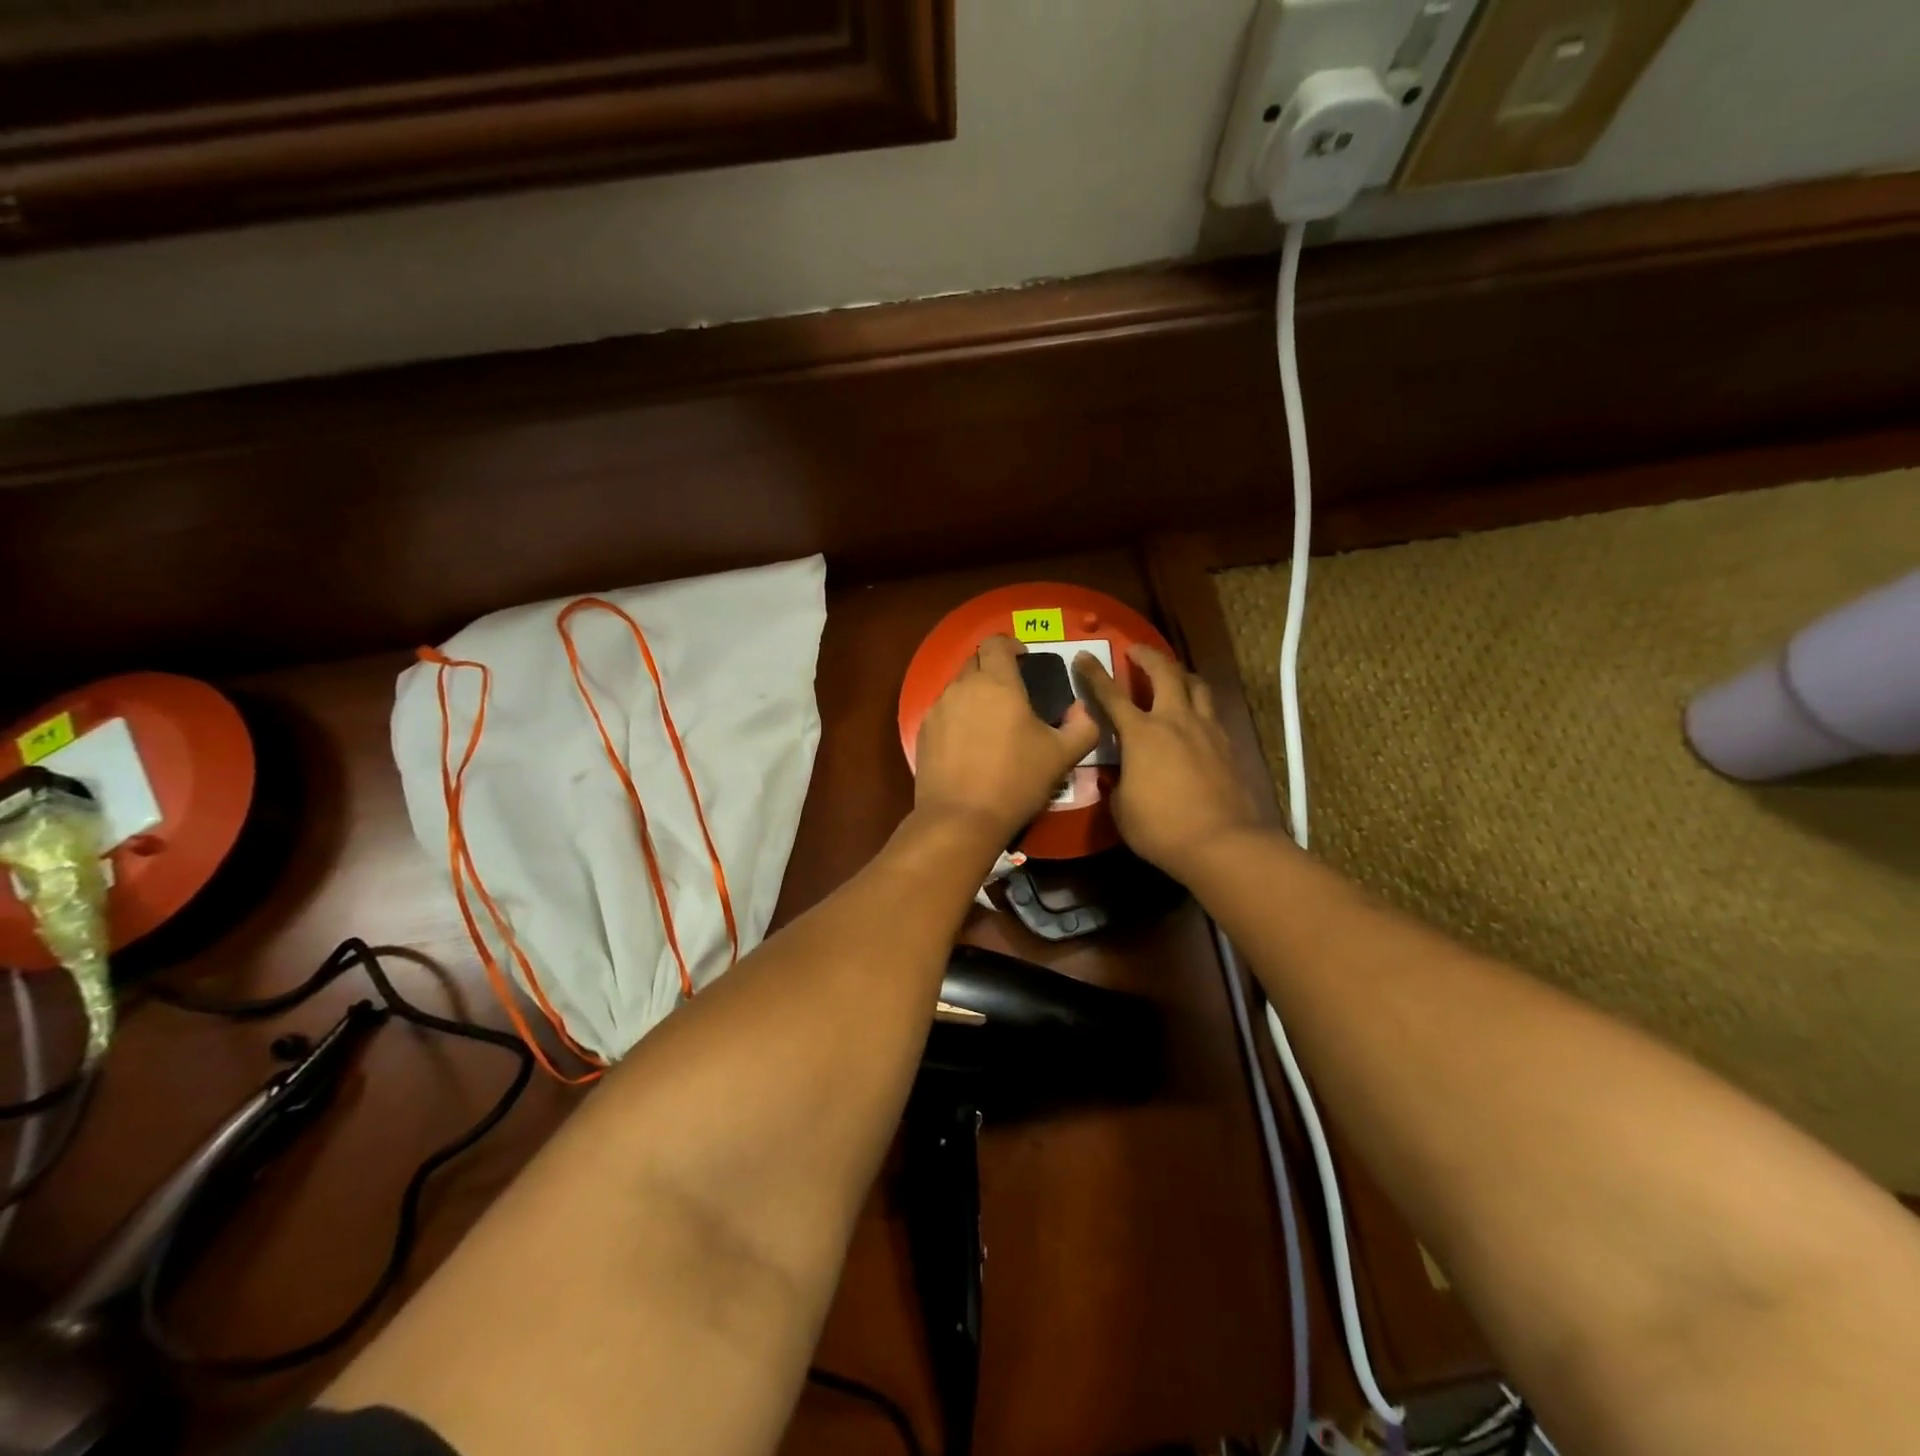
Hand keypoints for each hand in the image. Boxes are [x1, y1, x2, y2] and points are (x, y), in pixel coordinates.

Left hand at [914, 636, 1100, 845]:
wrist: (961, 818)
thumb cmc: (1016, 781)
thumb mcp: (1062, 756)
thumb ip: (1082, 726)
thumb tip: (1082, 709)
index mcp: (998, 683)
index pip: (997, 643)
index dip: (1011, 645)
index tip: (1024, 660)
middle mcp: (963, 687)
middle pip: (976, 662)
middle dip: (994, 670)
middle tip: (1013, 695)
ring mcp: (938, 709)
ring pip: (958, 688)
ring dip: (975, 695)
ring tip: (991, 723)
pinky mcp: (923, 732)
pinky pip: (944, 712)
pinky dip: (958, 718)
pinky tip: (969, 745)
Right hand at [1075, 644, 1262, 878]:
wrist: (1223, 843)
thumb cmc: (1161, 828)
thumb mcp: (1122, 808)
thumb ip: (1118, 782)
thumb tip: (1121, 775)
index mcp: (1142, 733)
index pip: (1111, 694)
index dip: (1094, 674)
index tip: (1083, 656)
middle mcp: (1176, 721)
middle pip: (1165, 672)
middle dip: (1147, 655)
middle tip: (1136, 650)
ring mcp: (1207, 730)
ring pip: (1197, 685)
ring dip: (1180, 674)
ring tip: (1172, 676)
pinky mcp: (1229, 746)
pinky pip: (1212, 713)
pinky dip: (1200, 706)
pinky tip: (1195, 719)